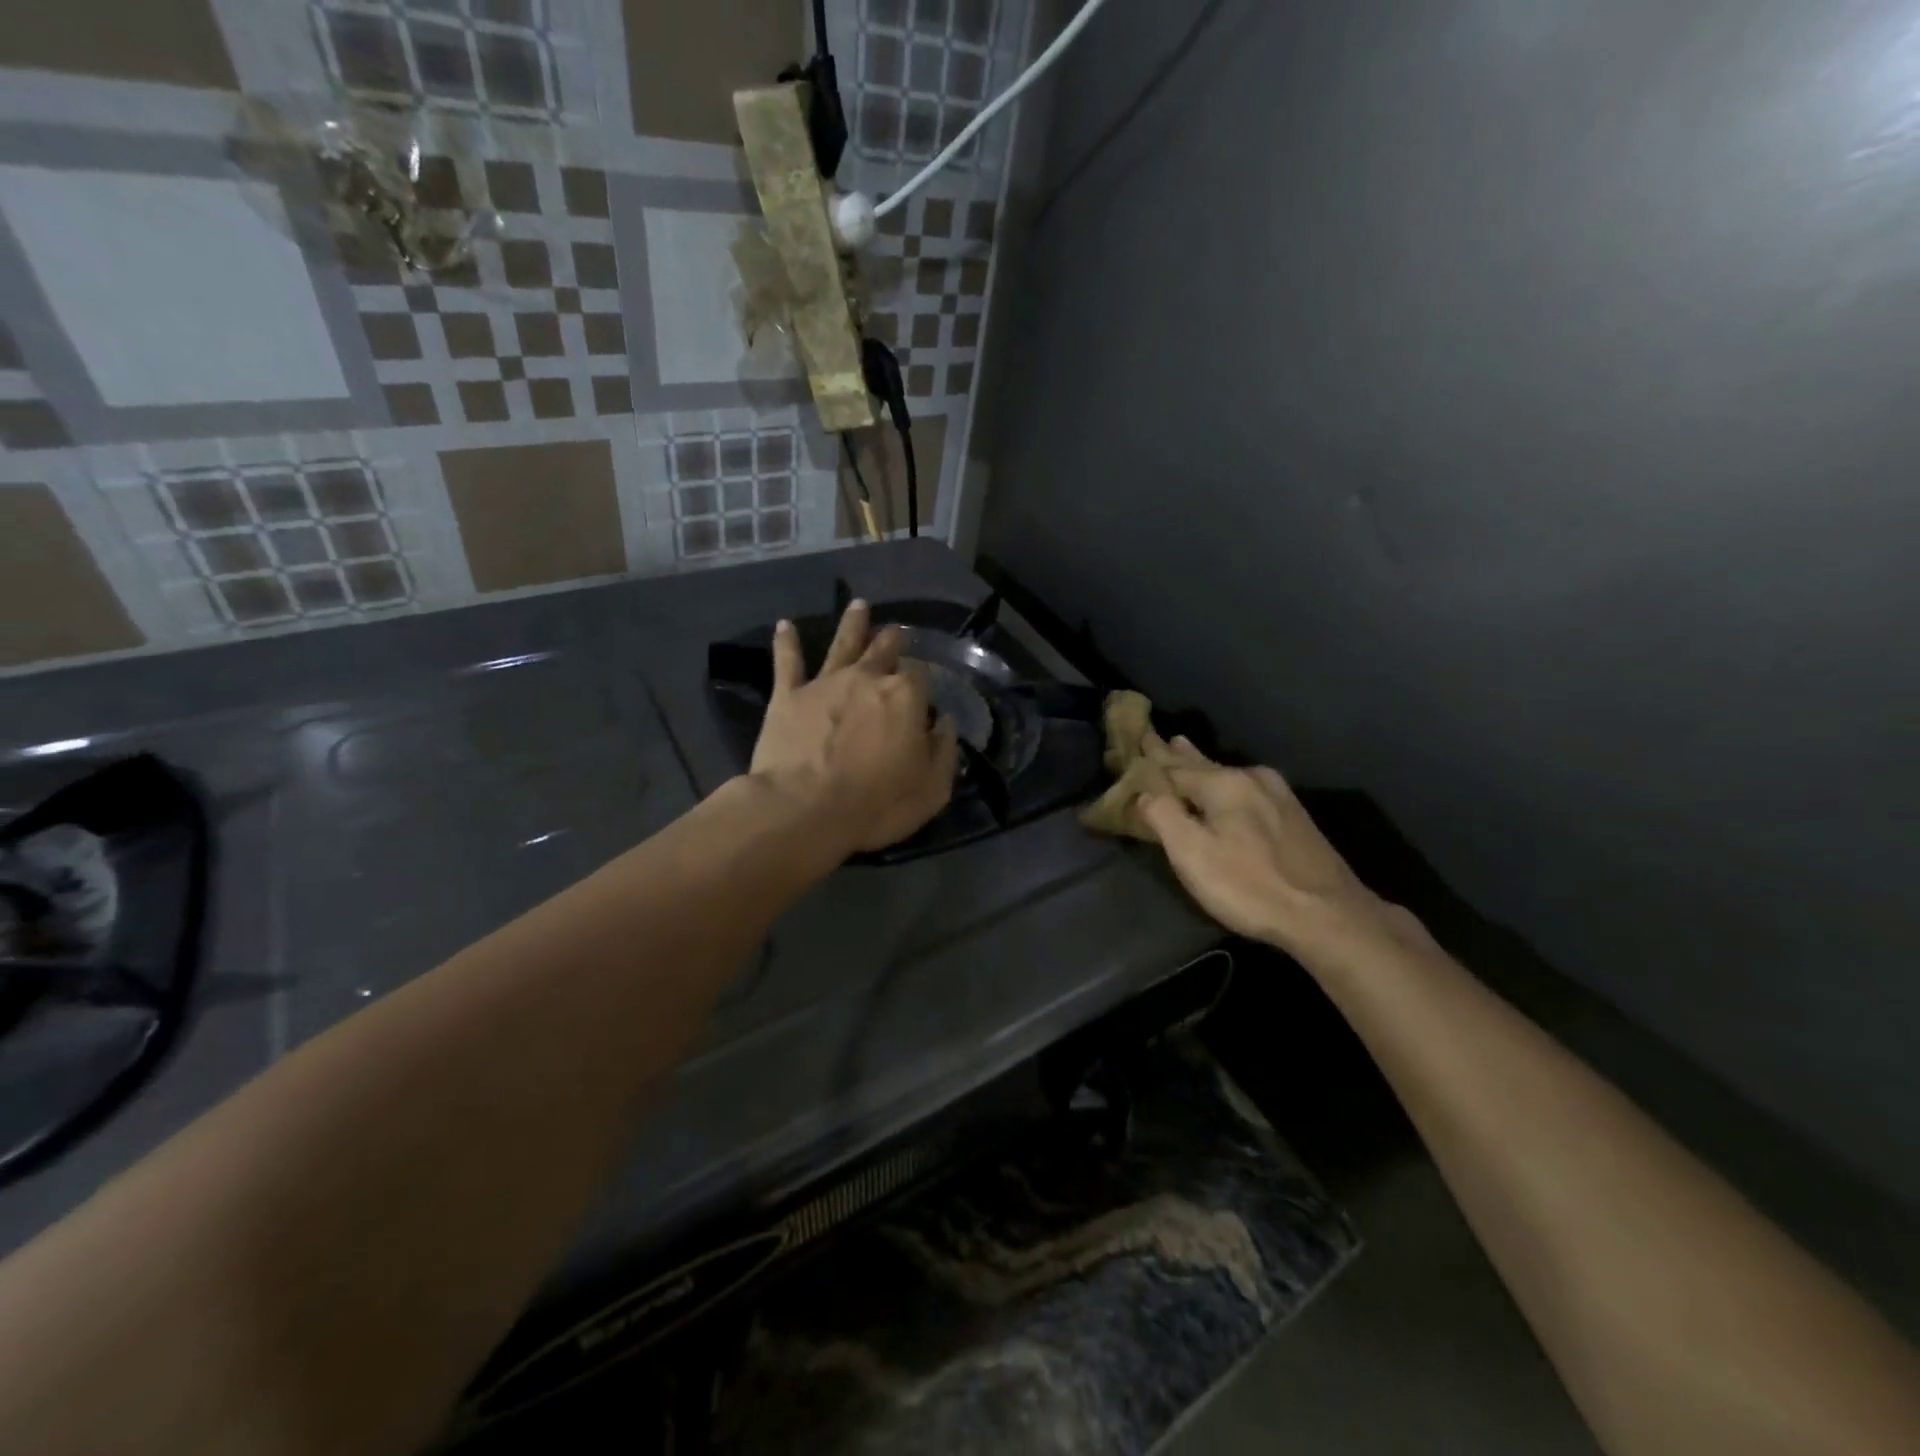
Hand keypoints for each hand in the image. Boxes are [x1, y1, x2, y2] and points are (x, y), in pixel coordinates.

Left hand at [751, 600, 959, 854]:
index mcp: (905, 696)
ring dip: (853, 623)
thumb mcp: (932, 788)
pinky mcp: (788, 696)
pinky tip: (785, 626)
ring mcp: (825, 683)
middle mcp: (867, 678)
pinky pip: (787, 662)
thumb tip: (945, 723)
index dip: (923, 684)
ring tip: (859, 605)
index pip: (921, 676)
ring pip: (842, 643)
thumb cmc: (876, 804)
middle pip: (884, 650)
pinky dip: (787, 642)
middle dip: (894, 640)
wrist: (804, 809)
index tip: (923, 696)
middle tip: (897, 632)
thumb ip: (943, 750)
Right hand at [1137, 737, 1399, 955]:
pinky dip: (1225, 781)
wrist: (1329, 915)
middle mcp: (1251, 778)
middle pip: (1203, 764)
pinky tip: (1227, 782)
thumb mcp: (1192, 854)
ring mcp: (1278, 795)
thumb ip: (1163, 817)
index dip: (1151, 759)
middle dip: (1176, 754)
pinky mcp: (1294, 815)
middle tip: (1158, 738)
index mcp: (1223, 783)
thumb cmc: (1249, 885)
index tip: (1137, 740)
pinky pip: (1246, 786)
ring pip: (1227, 774)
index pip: (1173, 766)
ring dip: (1201, 765)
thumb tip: (1145, 793)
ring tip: (1184, 749)